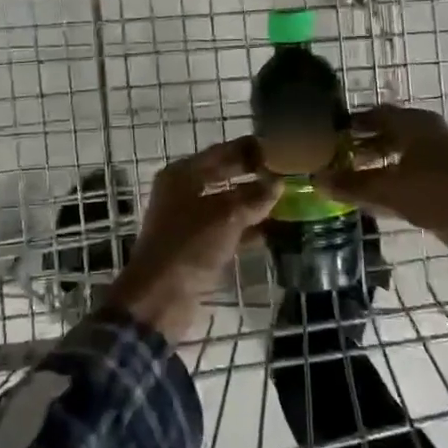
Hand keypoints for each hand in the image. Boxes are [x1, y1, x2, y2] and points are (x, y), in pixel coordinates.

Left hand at [107, 139, 280, 341]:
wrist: (159, 298)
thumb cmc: (189, 246)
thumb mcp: (226, 216)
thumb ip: (254, 197)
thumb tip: (278, 183)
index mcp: (183, 174)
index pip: (223, 151)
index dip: (251, 150)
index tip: (280, 149)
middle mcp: (184, 191)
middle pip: (224, 176)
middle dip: (254, 176)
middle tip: (288, 174)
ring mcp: (189, 219)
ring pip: (227, 204)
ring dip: (254, 203)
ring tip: (287, 201)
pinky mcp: (196, 245)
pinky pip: (227, 228)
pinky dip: (247, 228)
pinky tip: (273, 230)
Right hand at [314, 105, 447, 269]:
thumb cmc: (438, 193)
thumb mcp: (389, 189)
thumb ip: (352, 185)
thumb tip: (315, 180)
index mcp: (414, 124)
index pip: (375, 113)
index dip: (351, 122)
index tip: (326, 133)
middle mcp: (426, 134)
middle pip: (386, 133)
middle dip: (360, 144)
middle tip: (332, 156)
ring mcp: (437, 159)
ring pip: (397, 155)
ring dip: (374, 164)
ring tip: (345, 177)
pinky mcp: (443, 183)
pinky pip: (407, 175)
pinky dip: (388, 181)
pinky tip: (369, 197)